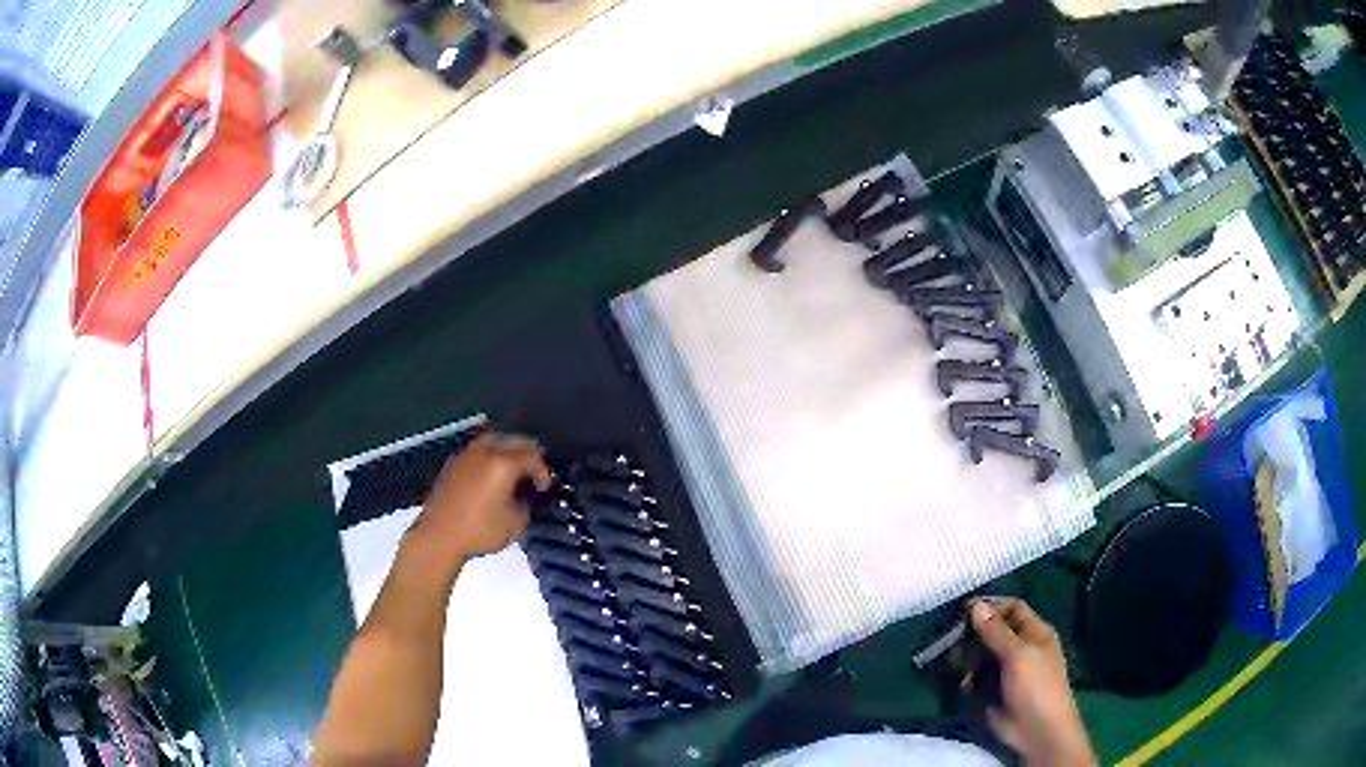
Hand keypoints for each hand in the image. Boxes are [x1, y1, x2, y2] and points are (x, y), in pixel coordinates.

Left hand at [407, 432, 550, 566]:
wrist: (439, 536)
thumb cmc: (478, 531)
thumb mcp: (515, 525)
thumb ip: (525, 505)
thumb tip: (525, 498)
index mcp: (503, 464)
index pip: (532, 456)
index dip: (543, 470)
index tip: (544, 485)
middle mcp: (484, 452)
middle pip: (513, 439)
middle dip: (528, 453)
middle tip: (534, 472)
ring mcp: (466, 455)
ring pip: (493, 440)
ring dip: (507, 451)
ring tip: (512, 469)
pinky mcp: (452, 464)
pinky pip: (477, 450)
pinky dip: (489, 456)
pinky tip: (490, 475)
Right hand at [970, 598, 1094, 766]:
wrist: (1037, 730)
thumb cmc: (1036, 686)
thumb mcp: (1018, 654)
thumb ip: (995, 631)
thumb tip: (975, 605)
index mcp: (1034, 633)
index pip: (1012, 608)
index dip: (990, 606)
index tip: (964, 610)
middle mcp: (1019, 648)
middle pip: (993, 631)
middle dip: (973, 634)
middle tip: (953, 639)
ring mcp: (1005, 671)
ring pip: (981, 655)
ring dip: (967, 658)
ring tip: (957, 664)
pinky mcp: (991, 692)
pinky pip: (975, 679)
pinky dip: (967, 679)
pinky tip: (964, 684)